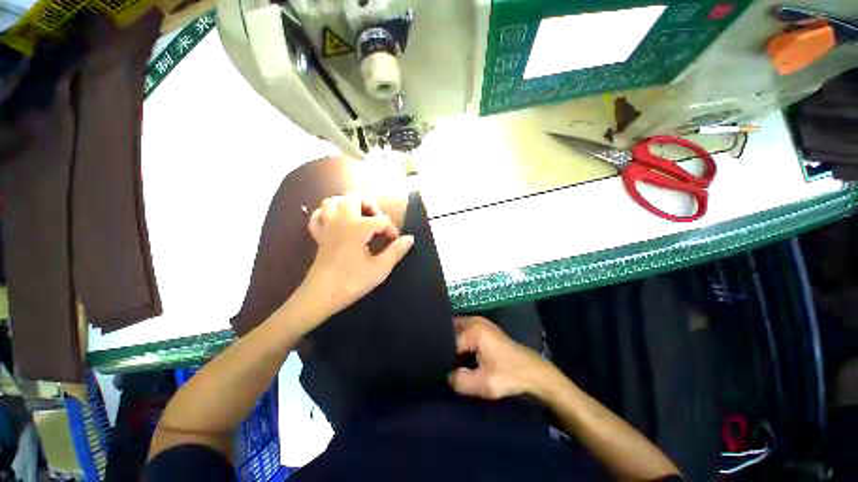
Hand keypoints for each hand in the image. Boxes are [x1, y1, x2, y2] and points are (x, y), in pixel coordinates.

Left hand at [301, 194, 413, 319]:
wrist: (321, 295)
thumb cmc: (352, 281)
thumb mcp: (380, 268)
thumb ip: (396, 251)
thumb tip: (410, 239)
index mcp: (358, 227)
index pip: (382, 220)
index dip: (391, 230)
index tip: (395, 242)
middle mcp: (342, 220)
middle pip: (355, 198)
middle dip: (370, 205)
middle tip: (377, 220)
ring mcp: (327, 226)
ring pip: (333, 201)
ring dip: (347, 204)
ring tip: (358, 216)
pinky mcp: (318, 235)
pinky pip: (319, 216)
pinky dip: (328, 214)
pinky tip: (337, 222)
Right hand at [448, 316, 551, 399]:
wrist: (532, 372)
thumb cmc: (509, 375)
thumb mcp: (484, 384)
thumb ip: (460, 381)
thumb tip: (446, 374)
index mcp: (473, 330)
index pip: (446, 340)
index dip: (442, 356)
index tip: (438, 368)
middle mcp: (473, 320)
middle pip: (449, 331)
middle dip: (444, 345)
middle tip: (440, 363)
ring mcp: (478, 321)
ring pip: (455, 330)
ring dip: (451, 343)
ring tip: (448, 360)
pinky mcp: (482, 327)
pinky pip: (463, 331)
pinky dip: (458, 341)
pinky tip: (458, 355)